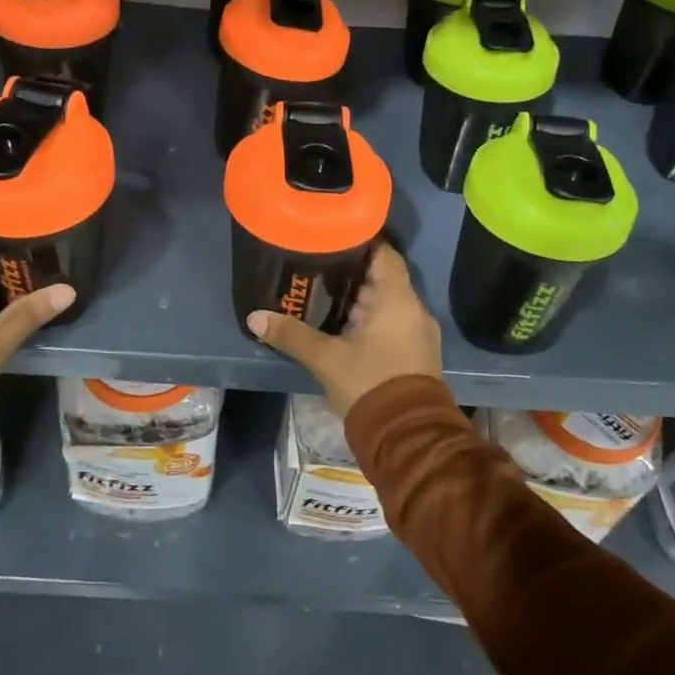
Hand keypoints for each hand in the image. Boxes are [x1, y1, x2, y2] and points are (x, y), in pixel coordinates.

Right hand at [246, 242, 441, 419]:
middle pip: (383, 277)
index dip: (361, 241)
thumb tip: (255, 317)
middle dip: (353, 272)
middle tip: (318, 265)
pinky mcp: (418, 353)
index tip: (334, 236)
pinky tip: (345, 325)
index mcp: (397, 299)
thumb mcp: (325, 359)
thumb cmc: (369, 384)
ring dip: (361, 298)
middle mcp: (414, 309)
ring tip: (325, 292)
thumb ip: (291, 335)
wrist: (408, 437)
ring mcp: (419, 332)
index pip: (384, 253)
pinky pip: (394, 322)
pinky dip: (372, 318)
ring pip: (388, 302)